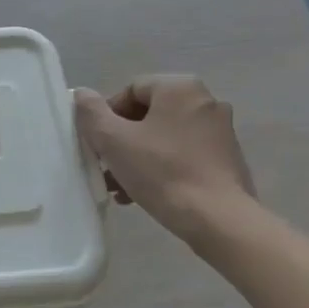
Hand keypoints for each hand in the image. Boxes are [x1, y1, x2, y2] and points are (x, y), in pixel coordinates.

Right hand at [74, 76, 255, 242]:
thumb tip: (82, 94)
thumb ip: (91, 112)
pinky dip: (161, 167)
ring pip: (164, 137)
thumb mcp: (113, 140)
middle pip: (148, 114)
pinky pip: (183, 154)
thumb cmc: (161, 172)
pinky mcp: (227, 158)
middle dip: (121, 140)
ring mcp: (220, 131)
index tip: (99, 144)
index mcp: (180, 88)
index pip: (130, 90)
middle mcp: (205, 101)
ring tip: (119, 187)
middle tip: (106, 166)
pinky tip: (143, 194)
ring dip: (137, 156)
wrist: (218, 219)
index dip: (107, 116)